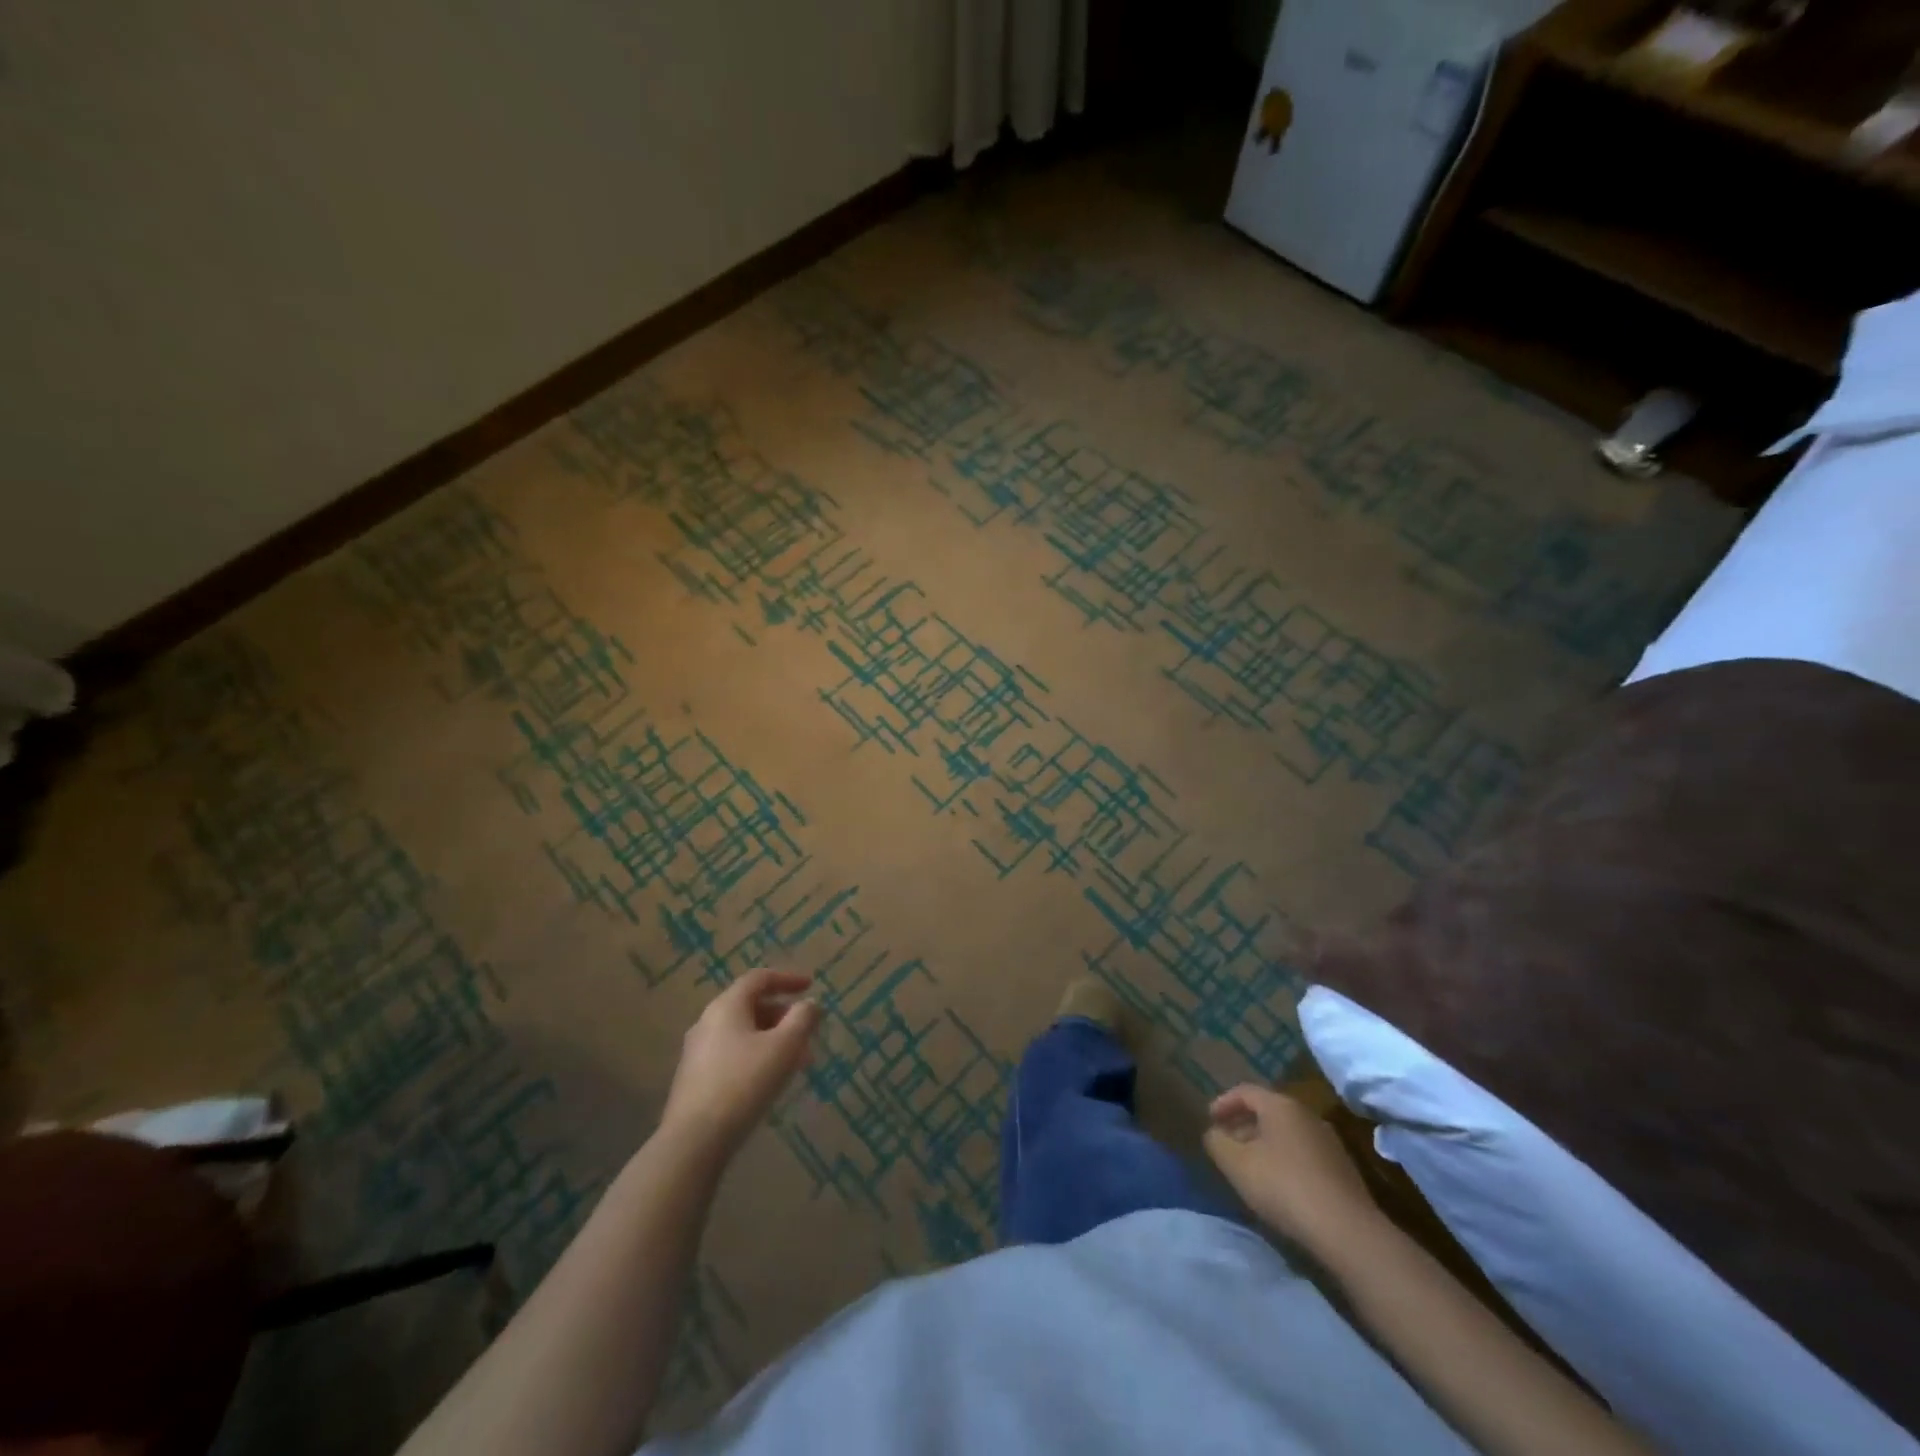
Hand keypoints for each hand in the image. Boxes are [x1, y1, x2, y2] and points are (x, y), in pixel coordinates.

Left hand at [661, 970, 820, 1156]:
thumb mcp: (784, 1047)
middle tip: (807, 1031)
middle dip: (783, 1015)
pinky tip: (770, 1080)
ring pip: (743, 1033)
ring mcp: (698, 1051)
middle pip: (750, 1006)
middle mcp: (708, 1022)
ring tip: (797, 1061)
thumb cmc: (743, 1084)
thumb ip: (802, 1019)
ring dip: (772, 1039)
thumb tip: (811, 1004)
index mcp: (726, 1006)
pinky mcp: (695, 1078)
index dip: (787, 979)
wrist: (694, 1141)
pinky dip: (756, 1056)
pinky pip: (732, 1054)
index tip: (811, 986)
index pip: (759, 979)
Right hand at [1203, 1084, 1379, 1249]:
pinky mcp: (1342, 1169)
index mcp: (1280, 1105)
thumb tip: (1214, 1133)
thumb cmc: (1284, 1186)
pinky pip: (1303, 1153)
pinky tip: (1279, 1185)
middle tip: (1227, 1144)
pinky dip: (1284, 1160)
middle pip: (1267, 1111)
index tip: (1210, 1120)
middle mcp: (1306, 1115)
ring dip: (1264, 1144)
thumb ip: (1217, 1142)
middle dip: (1243, 1125)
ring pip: (1286, 1133)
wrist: (1347, 1231)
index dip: (1223, 1103)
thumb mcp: (1237, 1164)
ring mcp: (1329, 1141)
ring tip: (1249, 1167)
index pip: (1245, 1091)